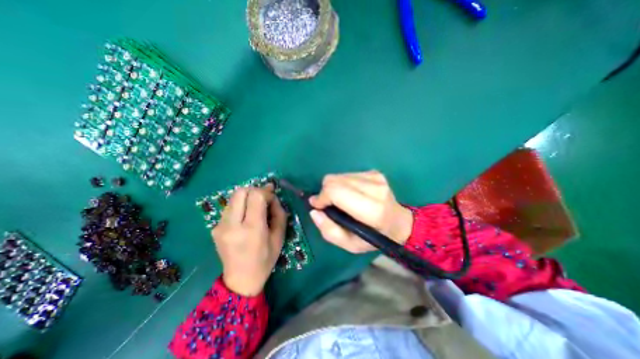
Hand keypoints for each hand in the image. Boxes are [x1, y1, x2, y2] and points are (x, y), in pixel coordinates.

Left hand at [212, 184, 287, 295]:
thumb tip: (273, 196)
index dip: (266, 192)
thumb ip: (279, 213)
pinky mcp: (215, 228)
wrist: (240, 280)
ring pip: (233, 197)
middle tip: (264, 199)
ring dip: (247, 197)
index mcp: (252, 229)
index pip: (256, 196)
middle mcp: (232, 225)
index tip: (272, 198)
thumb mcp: (279, 236)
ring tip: (255, 208)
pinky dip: (240, 205)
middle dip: (255, 190)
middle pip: (241, 191)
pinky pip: (229, 207)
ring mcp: (220, 226)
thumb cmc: (265, 259)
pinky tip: (246, 217)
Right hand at [311, 169, 414, 251]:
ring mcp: (376, 177)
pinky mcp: (374, 172)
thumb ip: (329, 231)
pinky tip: (351, 194)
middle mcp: (375, 189)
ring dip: (334, 188)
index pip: (336, 191)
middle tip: (329, 205)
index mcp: (372, 210)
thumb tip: (314, 211)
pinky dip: (343, 184)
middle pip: (334, 180)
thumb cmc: (374, 237)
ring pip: (339, 176)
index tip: (318, 206)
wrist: (398, 222)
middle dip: (325, 192)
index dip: (322, 197)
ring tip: (342, 201)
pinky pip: (347, 174)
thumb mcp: (351, 245)